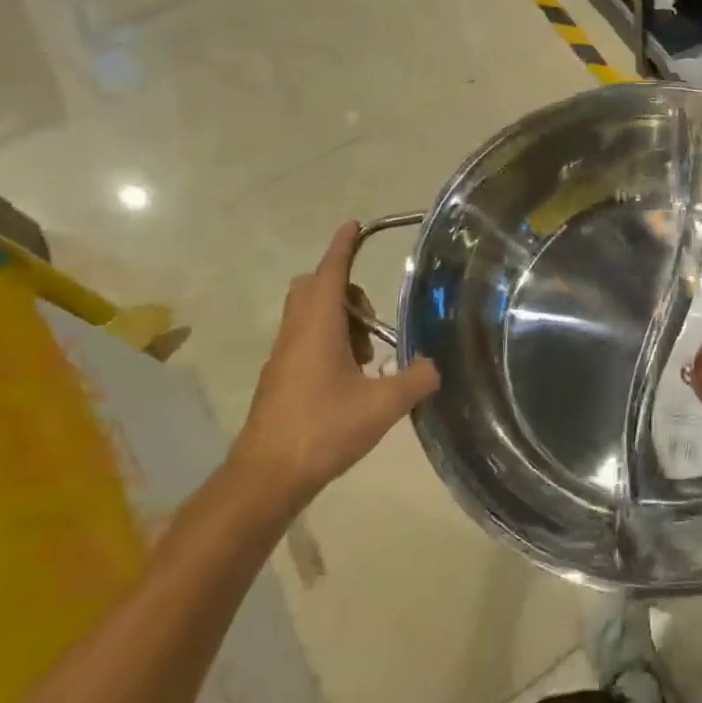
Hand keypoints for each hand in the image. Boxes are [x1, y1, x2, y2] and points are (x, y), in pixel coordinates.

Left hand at [229, 221, 439, 512]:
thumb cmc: (323, 429)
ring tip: (367, 354)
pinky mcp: (278, 380)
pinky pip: (303, 341)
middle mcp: (295, 333)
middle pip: (312, 288)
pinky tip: (350, 379)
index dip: (343, 247)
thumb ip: (417, 380)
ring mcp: (282, 358)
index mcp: (317, 327)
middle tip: (372, 315)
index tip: (353, 224)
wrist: (266, 478)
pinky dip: (327, 343)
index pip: (330, 272)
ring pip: (307, 316)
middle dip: (343, 288)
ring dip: (337, 319)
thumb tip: (435, 366)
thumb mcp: (383, 405)